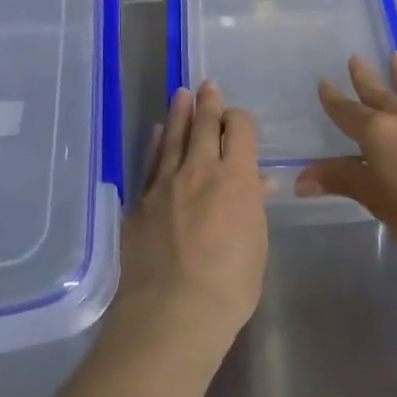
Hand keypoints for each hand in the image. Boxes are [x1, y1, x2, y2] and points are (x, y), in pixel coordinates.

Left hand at [114, 81, 268, 353]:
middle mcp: (198, 169)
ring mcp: (164, 183)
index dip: (240, 119)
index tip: (238, 118)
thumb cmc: (229, 285)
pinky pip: (150, 163)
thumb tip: (256, 182)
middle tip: (207, 85)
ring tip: (181, 94)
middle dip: (207, 103)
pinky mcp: (140, 201)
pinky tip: (155, 134)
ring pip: (172, 137)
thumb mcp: (255, 245)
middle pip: (203, 125)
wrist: (172, 312)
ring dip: (178, 114)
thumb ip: (252, 206)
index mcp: (235, 177)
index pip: (239, 129)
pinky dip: (155, 145)